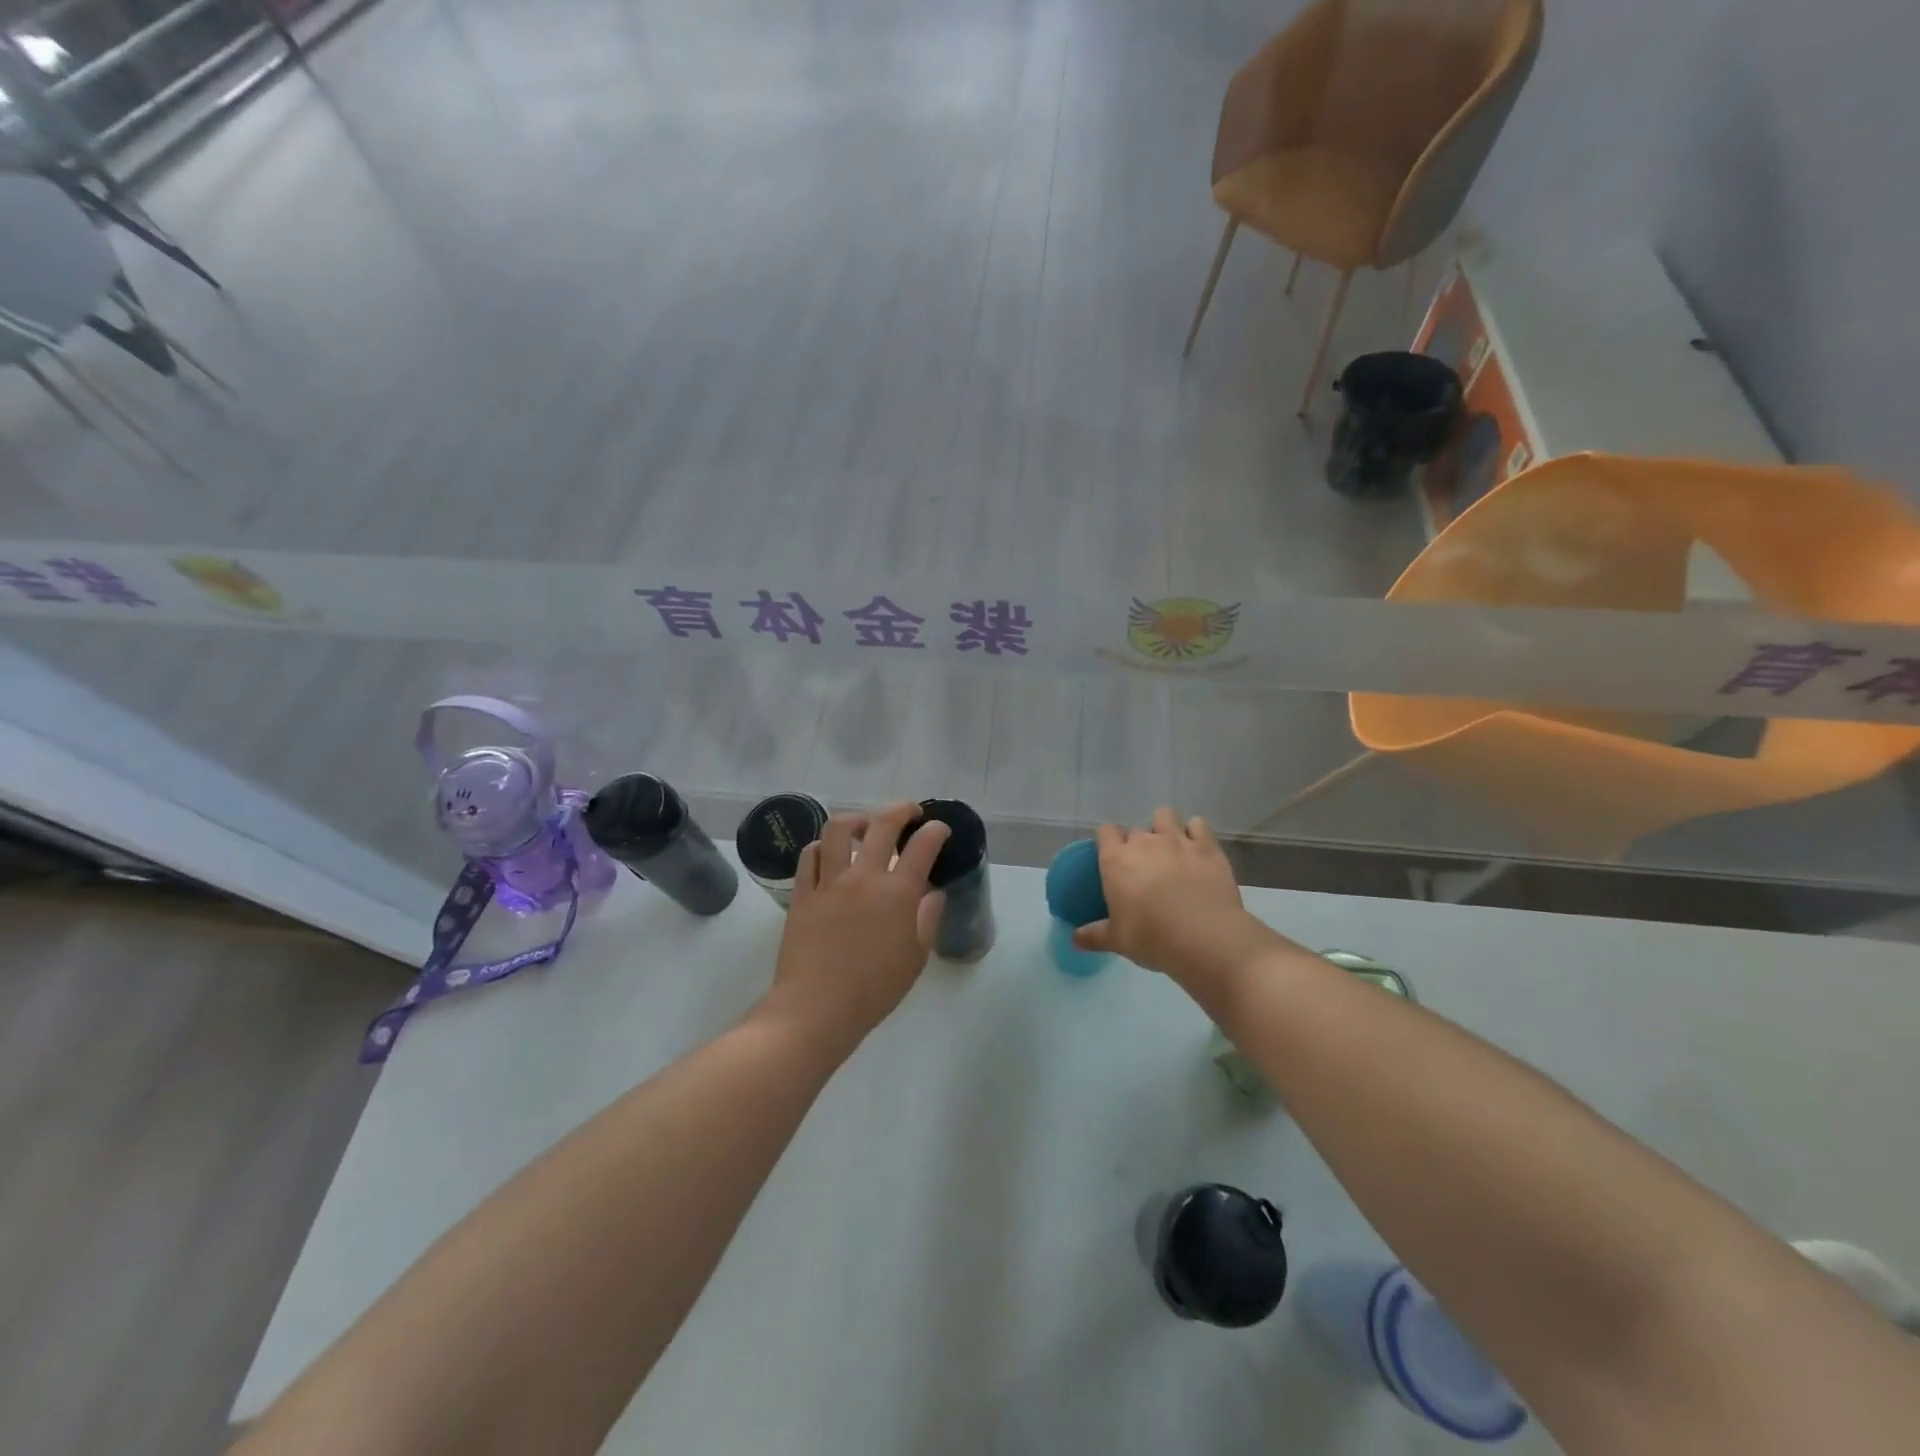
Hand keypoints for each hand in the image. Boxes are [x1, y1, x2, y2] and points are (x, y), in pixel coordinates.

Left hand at [763, 801, 950, 1055]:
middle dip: (901, 810)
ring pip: (838, 829)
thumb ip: (927, 920)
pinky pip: (809, 856)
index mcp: (898, 893)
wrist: (817, 1008)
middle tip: (909, 812)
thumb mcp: (915, 958)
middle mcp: (863, 877)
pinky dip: (822, 846)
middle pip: (882, 825)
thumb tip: (933, 893)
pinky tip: (828, 852)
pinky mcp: (802, 893)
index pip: (922, 846)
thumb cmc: (874, 989)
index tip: (940, 830)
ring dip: (857, 819)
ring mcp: (829, 882)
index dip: (935, 831)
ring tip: (864, 825)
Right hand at [1075, 808, 1282, 989]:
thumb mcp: (1117, 941)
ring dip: (1164, 828)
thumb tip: (1075, 938)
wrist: (1205, 939)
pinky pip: (1198, 824)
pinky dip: (1195, 832)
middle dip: (1137, 844)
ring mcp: (1177, 840)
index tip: (1112, 859)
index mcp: (1116, 860)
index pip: (1105, 832)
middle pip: (1135, 830)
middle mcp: (1144, 842)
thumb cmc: (1152, 938)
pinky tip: (1195, 849)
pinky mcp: (1207, 847)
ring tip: (1169, 850)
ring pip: (1164, 816)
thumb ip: (1093, 936)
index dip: (1108, 842)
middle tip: (1143, 869)